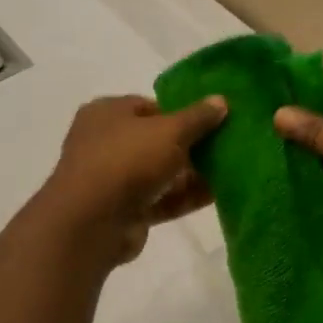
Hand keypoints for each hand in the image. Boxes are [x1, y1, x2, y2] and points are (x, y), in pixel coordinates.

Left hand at [39, 95, 226, 264]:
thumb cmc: (127, 159)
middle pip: (156, 140)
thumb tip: (221, 100)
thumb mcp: (169, 131)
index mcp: (107, 113)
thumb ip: (197, 117)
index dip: (181, 111)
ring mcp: (114, 179)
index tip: (212, 119)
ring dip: (192, 173)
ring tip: (231, 170)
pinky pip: (161, 199)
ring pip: (160, 172)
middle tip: (226, 146)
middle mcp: (106, 143)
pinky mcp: (126, 210)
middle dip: (190, 145)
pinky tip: (218, 195)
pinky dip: (185, 197)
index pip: (149, 106)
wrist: (92, 222)